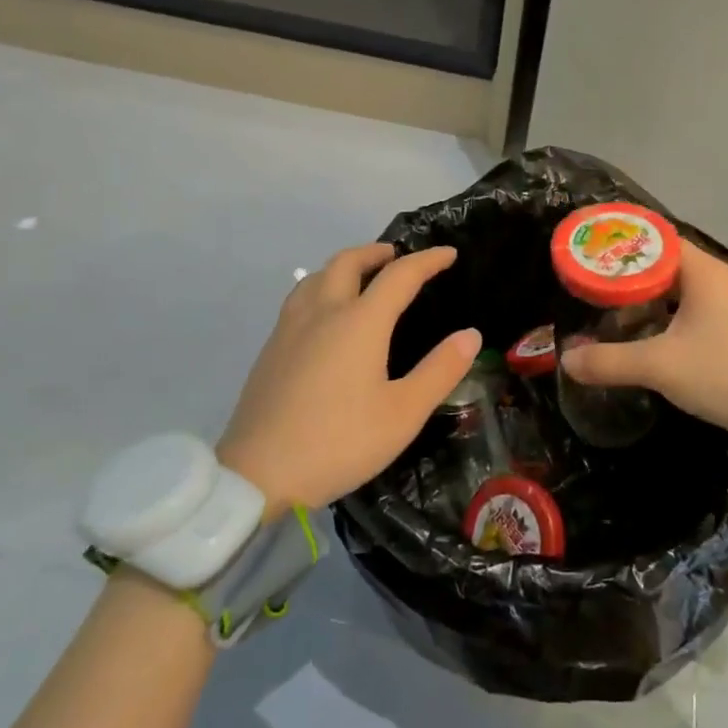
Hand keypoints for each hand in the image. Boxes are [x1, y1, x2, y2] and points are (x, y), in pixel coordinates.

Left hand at [218, 243, 478, 516]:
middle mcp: (323, 313)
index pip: (399, 275)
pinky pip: (300, 298)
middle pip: (348, 262)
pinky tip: (325, 316)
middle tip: (397, 257)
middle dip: (376, 252)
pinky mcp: (270, 349)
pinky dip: (322, 288)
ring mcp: (290, 329)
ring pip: (317, 276)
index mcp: (360, 322)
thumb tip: (470, 335)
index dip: (427, 260)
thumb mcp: (403, 414)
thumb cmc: (339, 442)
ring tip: (360, 278)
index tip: (449, 254)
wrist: (257, 475)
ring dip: (344, 266)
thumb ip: (440, 371)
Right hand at [560, 241, 727, 449]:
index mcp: (704, 272)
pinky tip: (646, 339)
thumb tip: (566, 360)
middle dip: (629, 275)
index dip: (623, 243)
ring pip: (680, 292)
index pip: (657, 239)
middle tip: (591, 285)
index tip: (591, 251)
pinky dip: (667, 320)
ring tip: (610, 311)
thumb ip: (609, 361)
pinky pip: (694, 314)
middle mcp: (720, 280)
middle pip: (666, 265)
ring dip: (648, 301)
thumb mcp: (660, 366)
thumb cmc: (726, 374)